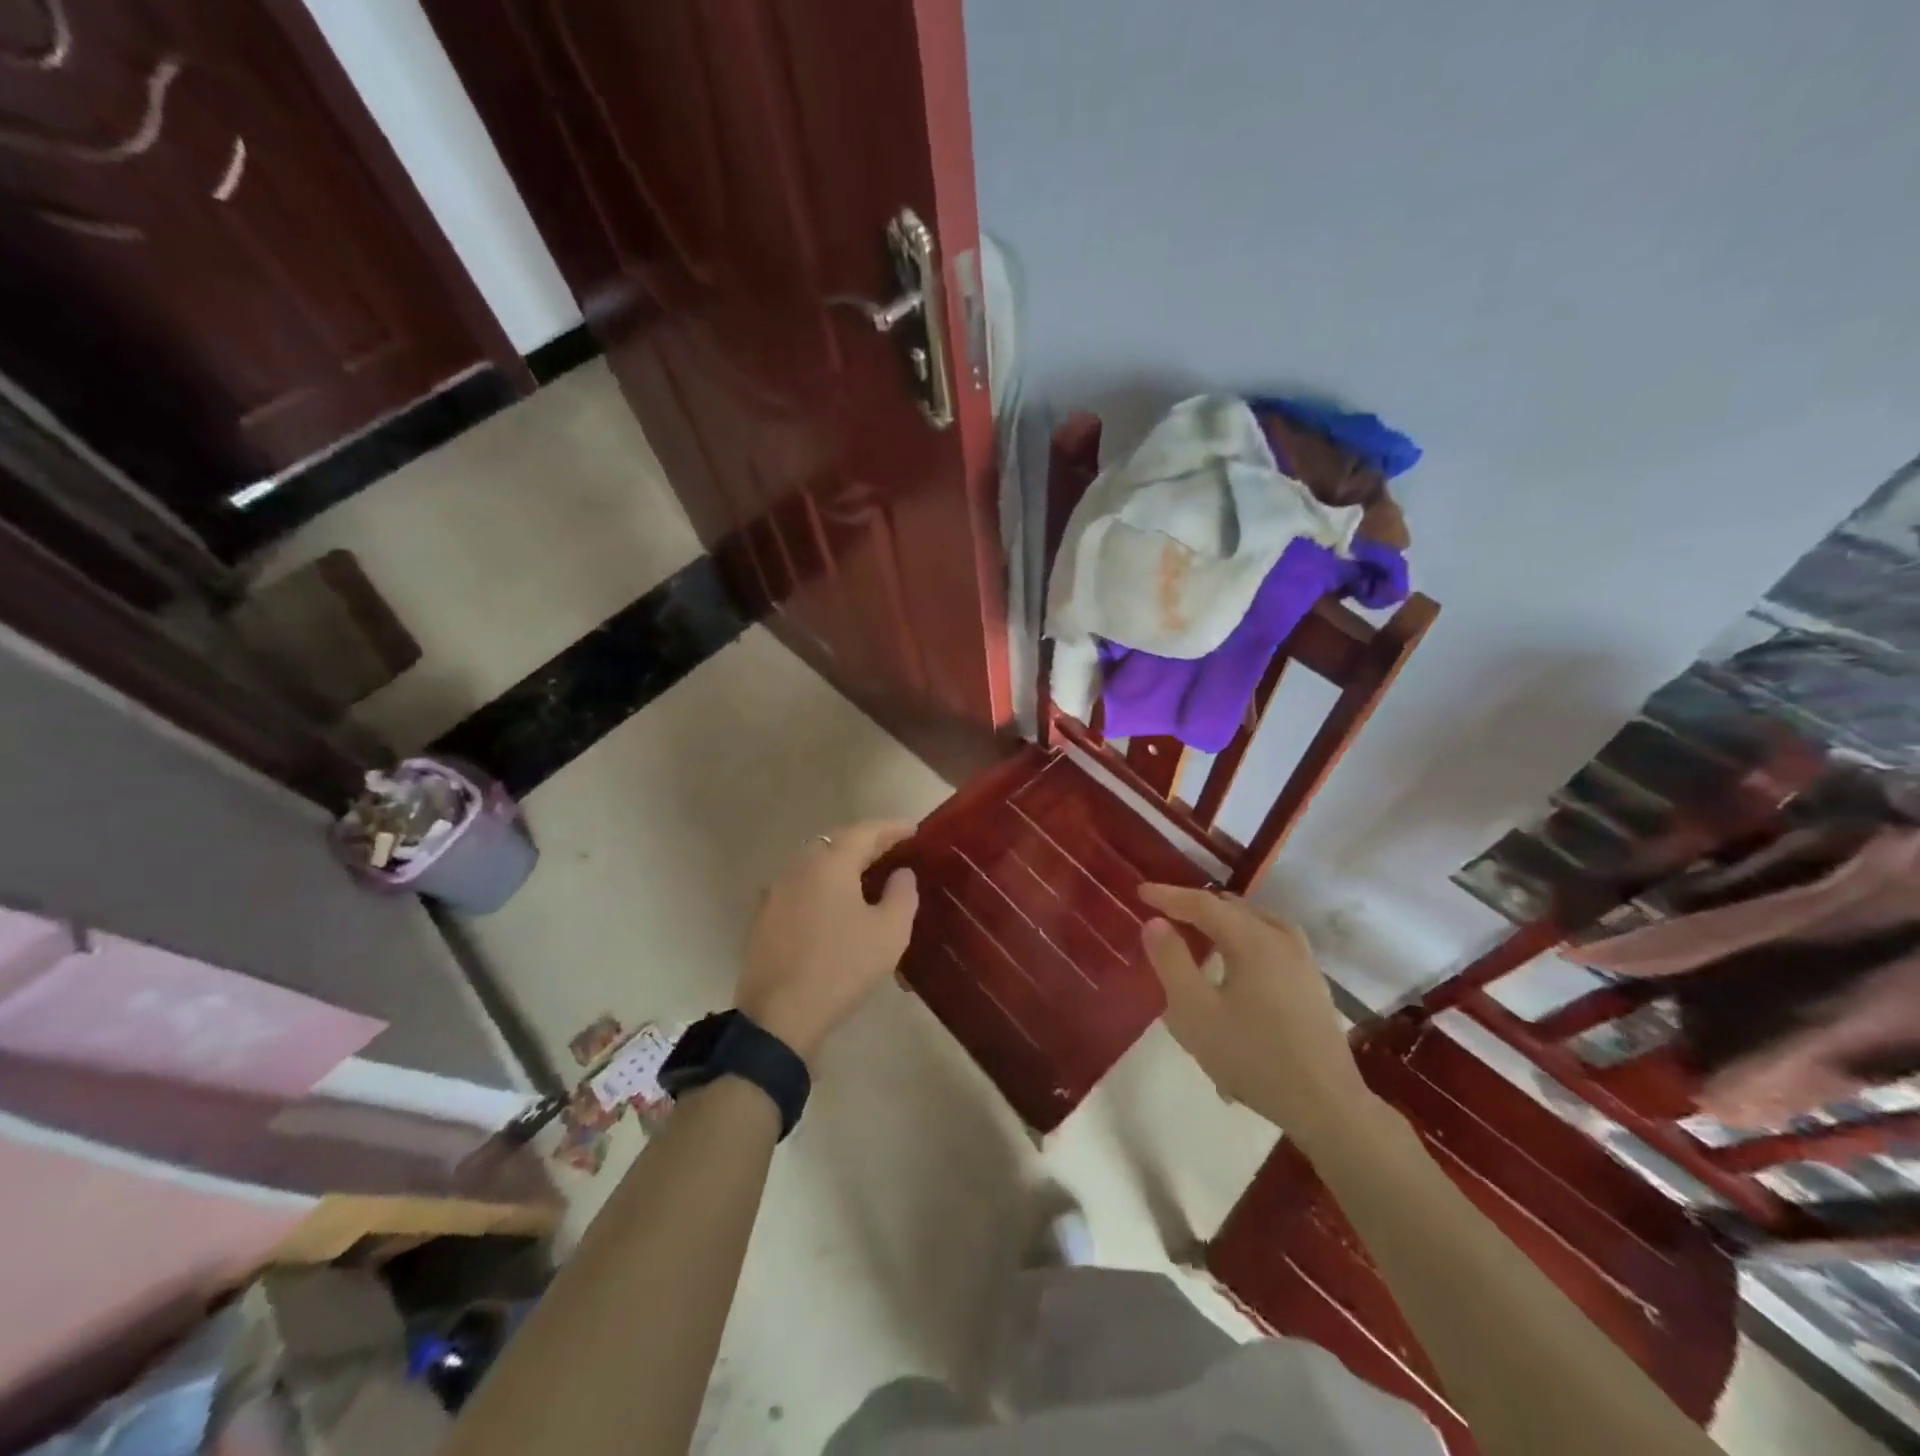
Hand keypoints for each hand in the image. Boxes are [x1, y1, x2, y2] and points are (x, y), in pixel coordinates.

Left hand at [736, 821, 918, 1063]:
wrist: (778, 1015)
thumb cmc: (841, 968)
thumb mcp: (889, 933)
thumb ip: (902, 895)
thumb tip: (902, 873)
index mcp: (830, 865)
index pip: (864, 831)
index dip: (891, 827)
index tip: (913, 829)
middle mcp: (798, 868)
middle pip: (835, 842)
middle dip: (865, 842)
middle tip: (891, 850)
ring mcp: (775, 892)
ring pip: (813, 863)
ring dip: (840, 863)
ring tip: (864, 875)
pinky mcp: (763, 917)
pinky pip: (799, 886)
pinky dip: (821, 884)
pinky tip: (832, 904)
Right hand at [1138, 884, 1366, 1136]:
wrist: (1326, 1105)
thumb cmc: (1252, 1057)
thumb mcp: (1195, 1012)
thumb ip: (1171, 962)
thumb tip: (1155, 923)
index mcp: (1252, 940)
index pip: (1203, 904)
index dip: (1169, 896)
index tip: (1141, 892)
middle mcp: (1281, 940)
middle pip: (1233, 908)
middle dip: (1196, 906)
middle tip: (1166, 912)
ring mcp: (1303, 962)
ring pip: (1258, 922)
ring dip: (1225, 920)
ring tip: (1202, 930)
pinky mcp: (1313, 985)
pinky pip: (1272, 942)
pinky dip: (1247, 937)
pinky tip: (1240, 961)